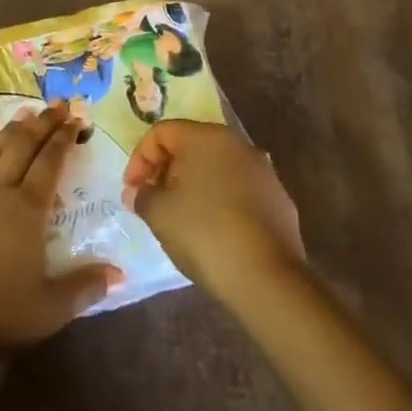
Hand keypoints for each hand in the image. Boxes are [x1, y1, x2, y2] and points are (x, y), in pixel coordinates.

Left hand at [0, 102, 119, 385]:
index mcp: (28, 210)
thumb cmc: (0, 313)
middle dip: (41, 124)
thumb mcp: (52, 307)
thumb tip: (120, 273)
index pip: (50, 163)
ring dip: (7, 132)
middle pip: (22, 148)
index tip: (75, 119)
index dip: (63, 139)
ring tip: (21, 115)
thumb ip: (86, 286)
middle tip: (56, 105)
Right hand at [122, 120, 305, 300]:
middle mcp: (237, 145)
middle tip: (153, 201)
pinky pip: (239, 191)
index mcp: (206, 137)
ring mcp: (263, 172)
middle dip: (166, 171)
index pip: (161, 132)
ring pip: (216, 169)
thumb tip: (139, 192)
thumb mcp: (158, 213)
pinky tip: (213, 231)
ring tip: (181, 218)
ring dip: (194, 186)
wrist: (267, 278)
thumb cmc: (204, 233)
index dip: (140, 159)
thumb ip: (142, 195)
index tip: (133, 191)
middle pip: (190, 146)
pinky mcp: (279, 200)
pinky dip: (220, 202)